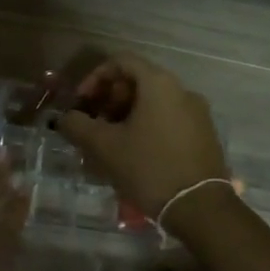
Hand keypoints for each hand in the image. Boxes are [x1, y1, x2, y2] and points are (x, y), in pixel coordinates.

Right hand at [53, 54, 228, 217]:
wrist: (200, 209)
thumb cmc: (149, 168)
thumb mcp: (104, 146)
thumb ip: (78, 125)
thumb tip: (65, 118)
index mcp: (159, 84)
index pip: (121, 61)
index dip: (95, 77)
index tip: (81, 102)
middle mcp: (182, 90)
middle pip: (138, 81)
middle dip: (109, 98)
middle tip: (93, 123)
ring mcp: (197, 113)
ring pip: (153, 102)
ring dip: (126, 114)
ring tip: (110, 141)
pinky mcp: (204, 135)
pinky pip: (168, 118)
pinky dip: (146, 126)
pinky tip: (134, 153)